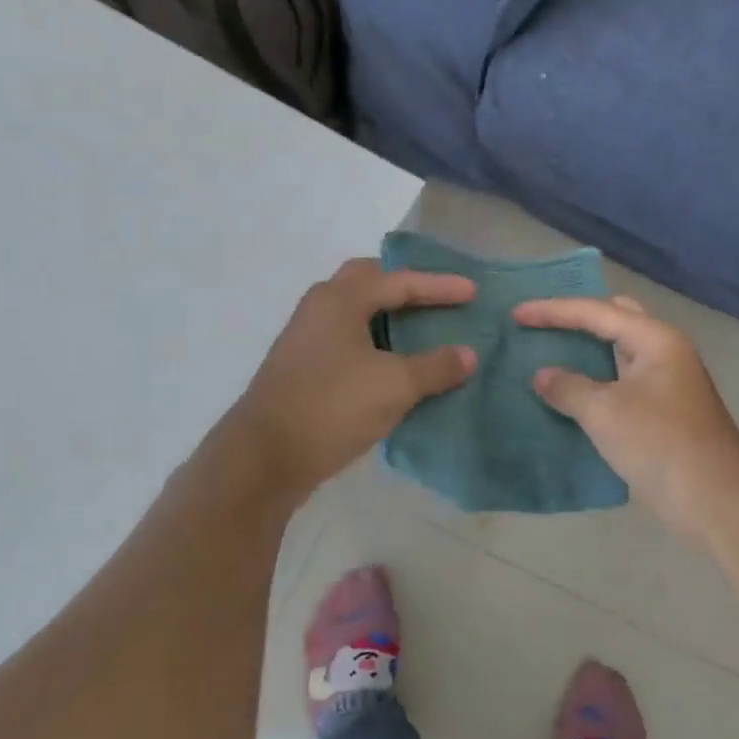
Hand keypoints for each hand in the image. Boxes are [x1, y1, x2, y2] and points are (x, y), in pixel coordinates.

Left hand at [230, 258, 477, 494]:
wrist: (264, 457)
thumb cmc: (332, 406)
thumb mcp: (394, 385)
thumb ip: (435, 367)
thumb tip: (468, 354)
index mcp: (341, 299)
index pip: (400, 281)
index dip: (440, 286)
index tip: (474, 292)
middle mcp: (319, 308)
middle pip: (367, 281)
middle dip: (403, 285)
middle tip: (435, 297)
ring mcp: (306, 338)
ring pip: (354, 311)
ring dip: (386, 314)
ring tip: (419, 328)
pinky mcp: (302, 367)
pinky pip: (346, 338)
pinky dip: (373, 340)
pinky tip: (392, 363)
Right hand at [515, 295, 738, 546]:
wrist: (717, 502)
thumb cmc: (660, 445)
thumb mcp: (605, 413)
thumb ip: (568, 387)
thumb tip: (542, 376)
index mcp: (655, 339)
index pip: (596, 311)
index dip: (553, 311)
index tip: (516, 314)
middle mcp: (664, 352)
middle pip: (615, 320)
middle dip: (577, 318)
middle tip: (540, 323)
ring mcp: (666, 382)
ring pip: (618, 353)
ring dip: (585, 352)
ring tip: (547, 351)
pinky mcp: (663, 412)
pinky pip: (621, 382)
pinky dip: (595, 381)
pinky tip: (569, 392)